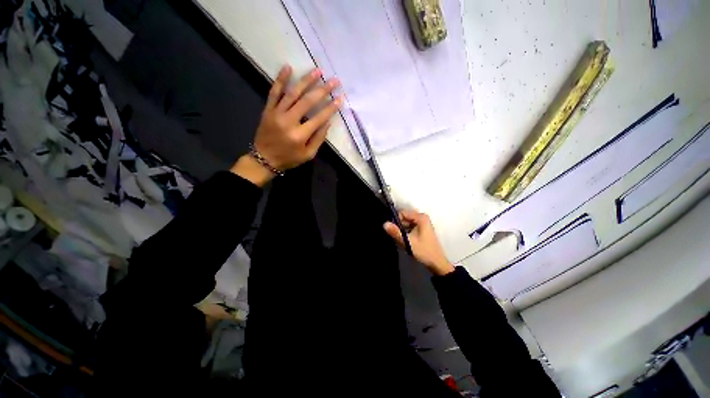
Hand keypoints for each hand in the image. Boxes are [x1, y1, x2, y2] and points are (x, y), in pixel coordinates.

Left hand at [231, 65, 341, 185]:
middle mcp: (289, 121)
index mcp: (300, 135)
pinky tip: (288, 67)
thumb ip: (318, 139)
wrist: (264, 159)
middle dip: (323, 90)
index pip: (319, 118)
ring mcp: (277, 113)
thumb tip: (328, 122)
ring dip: (306, 81)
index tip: (340, 98)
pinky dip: (280, 79)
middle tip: (334, 81)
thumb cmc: (289, 158)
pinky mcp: (268, 109)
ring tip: (318, 71)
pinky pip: (274, 92)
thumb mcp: (308, 155)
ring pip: (293, 93)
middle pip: (307, 102)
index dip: (331, 107)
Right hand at [383, 210, 453, 275]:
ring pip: (407, 223)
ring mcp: (423, 223)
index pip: (403, 213)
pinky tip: (407, 241)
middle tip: (399, 237)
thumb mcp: (408, 242)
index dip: (396, 221)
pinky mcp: (422, 229)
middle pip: (404, 218)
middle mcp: (423, 218)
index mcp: (421, 218)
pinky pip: (410, 227)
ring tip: (404, 240)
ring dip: (403, 231)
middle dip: (399, 226)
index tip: (395, 231)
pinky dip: (407, 233)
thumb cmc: (424, 251)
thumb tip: (384, 224)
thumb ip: (396, 232)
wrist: (437, 263)